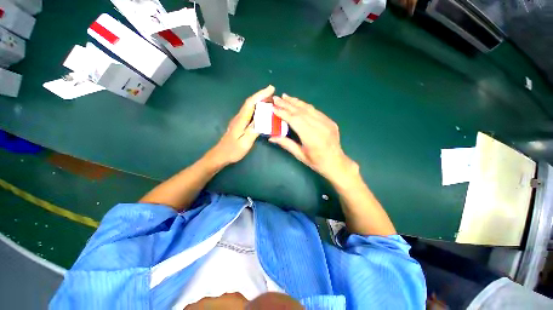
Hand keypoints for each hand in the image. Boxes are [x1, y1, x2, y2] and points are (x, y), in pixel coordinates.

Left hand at [205, 85, 274, 167]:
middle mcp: (239, 117)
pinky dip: (257, 109)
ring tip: (271, 101)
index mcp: (241, 120)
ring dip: (260, 101)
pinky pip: (250, 112)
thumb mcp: (245, 142)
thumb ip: (254, 131)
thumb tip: (263, 120)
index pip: (251, 103)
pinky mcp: (240, 124)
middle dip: (262, 96)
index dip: (261, 94)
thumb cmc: (233, 150)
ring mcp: (239, 120)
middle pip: (250, 102)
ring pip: (250, 107)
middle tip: (274, 96)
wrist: (220, 155)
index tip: (271, 89)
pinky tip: (263, 111)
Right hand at [270, 94, 357, 182]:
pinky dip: (305, 106)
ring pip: (308, 108)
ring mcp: (326, 122)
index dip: (283, 113)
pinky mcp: (330, 121)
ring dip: (296, 102)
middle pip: (301, 111)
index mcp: (311, 137)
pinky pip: (315, 111)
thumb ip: (286, 144)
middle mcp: (319, 126)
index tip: (273, 107)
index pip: (295, 120)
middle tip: (276, 98)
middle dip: (287, 104)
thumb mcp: (300, 155)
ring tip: (285, 97)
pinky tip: (299, 103)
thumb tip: (271, 137)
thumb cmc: (316, 162)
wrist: (336, 163)